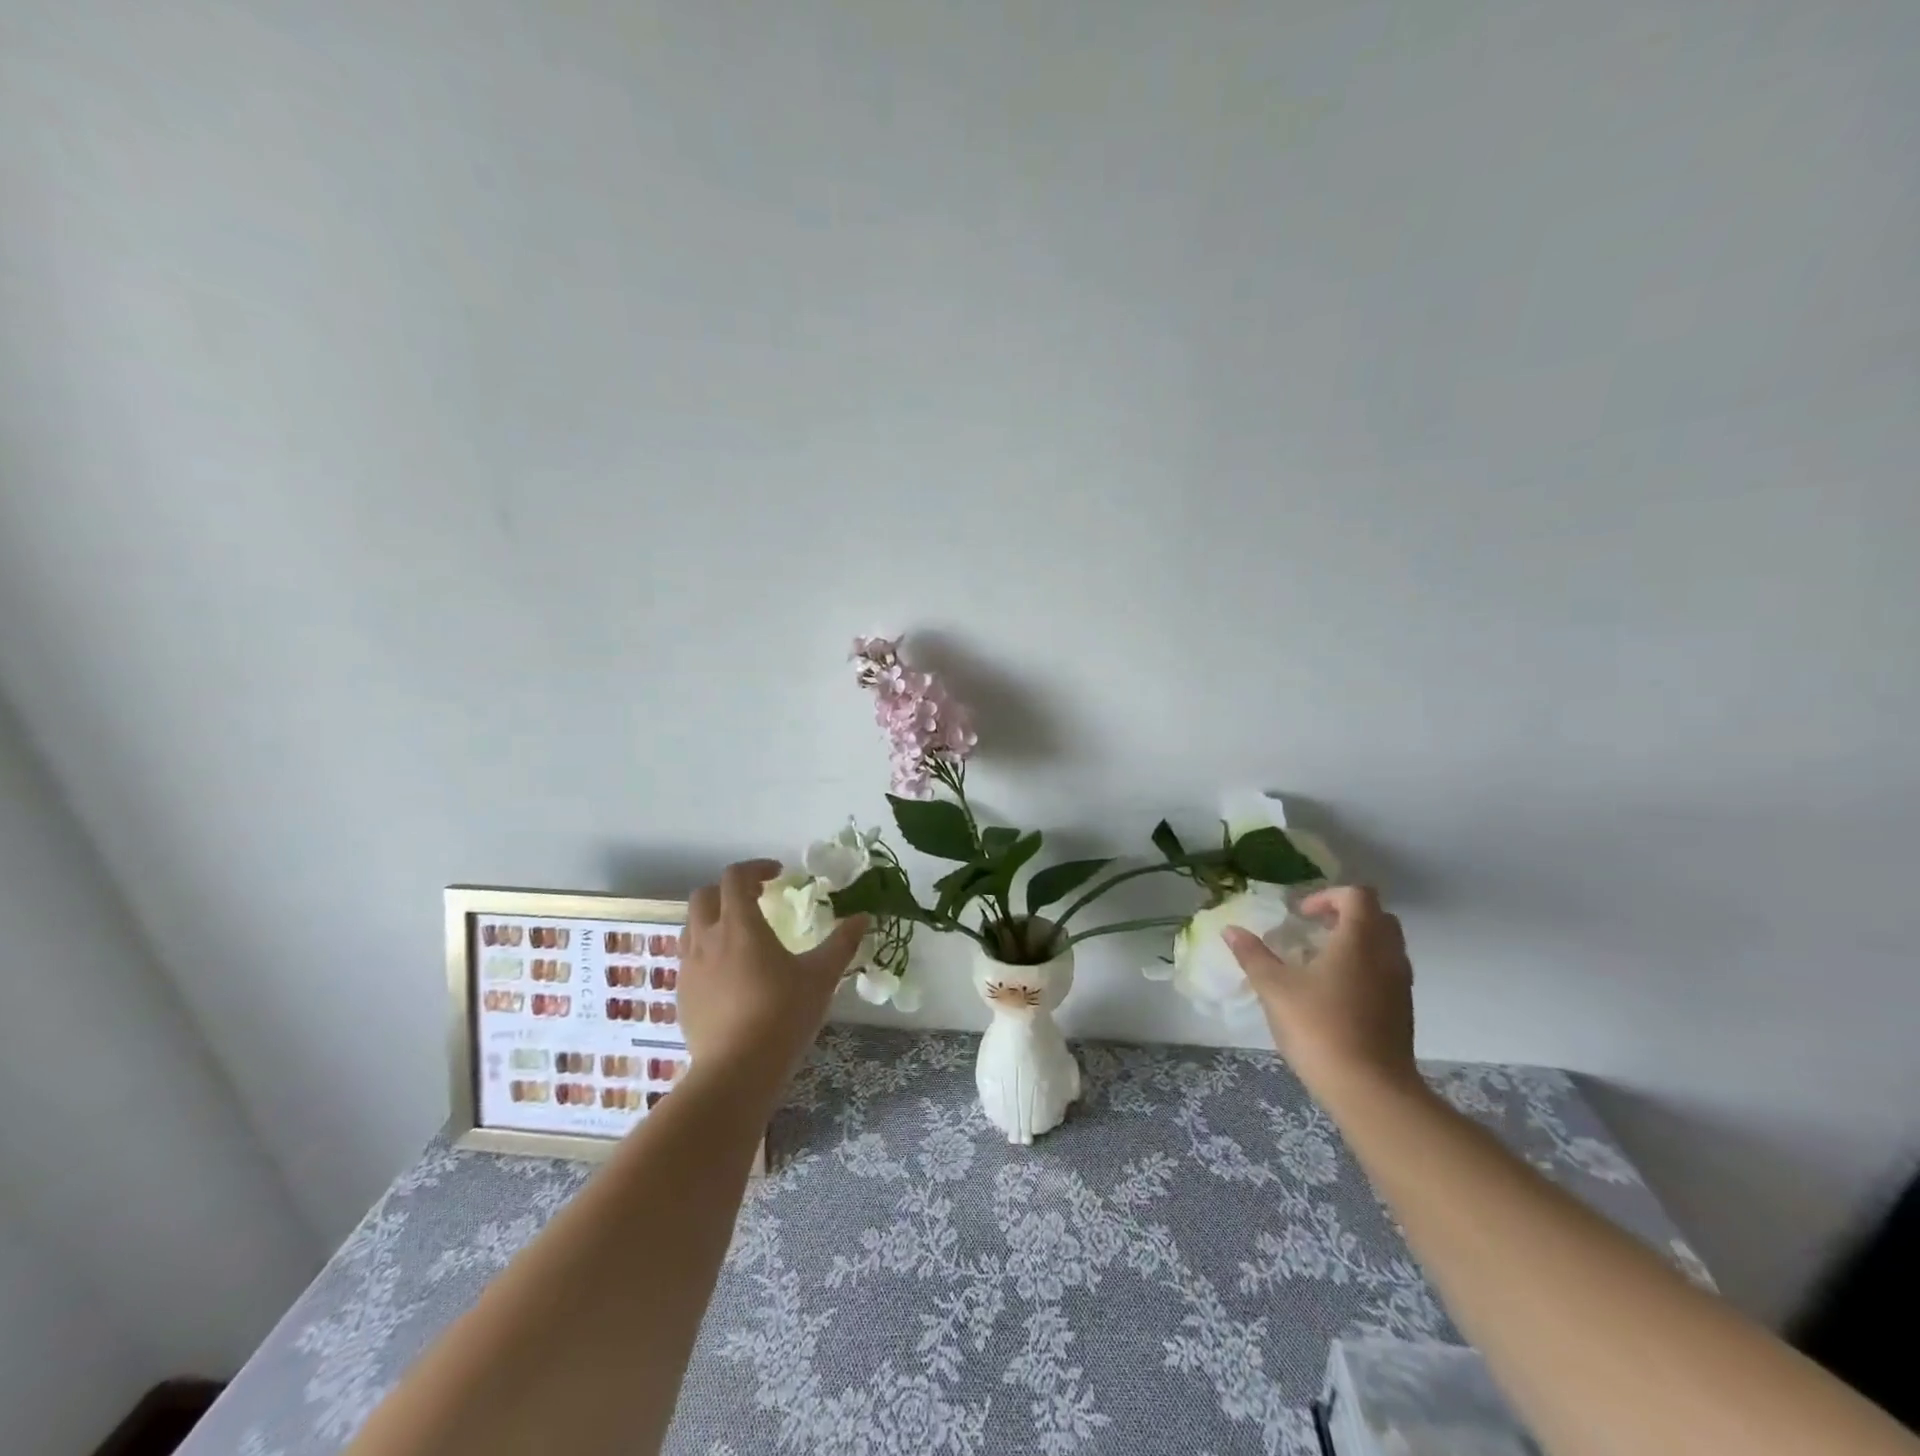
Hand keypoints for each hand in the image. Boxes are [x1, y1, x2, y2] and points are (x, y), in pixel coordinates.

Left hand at [676, 859, 868, 1088]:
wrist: (737, 1071)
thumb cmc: (783, 1014)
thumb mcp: (821, 976)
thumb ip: (842, 943)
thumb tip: (863, 917)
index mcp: (740, 925)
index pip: (735, 877)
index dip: (755, 868)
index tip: (777, 875)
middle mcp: (707, 939)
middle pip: (705, 896)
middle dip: (729, 890)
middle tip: (756, 899)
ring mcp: (689, 968)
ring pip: (691, 927)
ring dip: (713, 919)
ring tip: (740, 936)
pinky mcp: (681, 996)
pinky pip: (689, 960)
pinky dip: (706, 952)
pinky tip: (728, 975)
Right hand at [1223, 886, 1417, 1103]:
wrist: (1370, 1090)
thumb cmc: (1319, 1028)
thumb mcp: (1274, 988)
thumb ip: (1253, 955)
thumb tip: (1230, 929)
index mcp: (1359, 940)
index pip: (1357, 895)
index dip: (1327, 896)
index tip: (1300, 915)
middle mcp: (1387, 956)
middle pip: (1378, 916)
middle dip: (1345, 915)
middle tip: (1313, 930)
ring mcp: (1400, 985)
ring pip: (1386, 946)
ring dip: (1357, 942)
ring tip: (1320, 961)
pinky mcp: (1402, 1012)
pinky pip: (1387, 972)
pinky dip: (1365, 968)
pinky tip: (1334, 992)